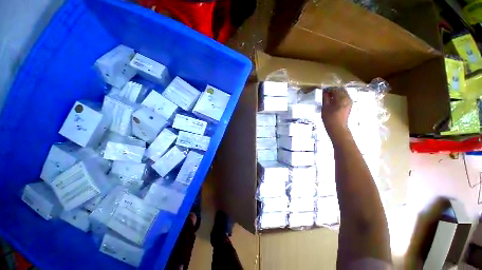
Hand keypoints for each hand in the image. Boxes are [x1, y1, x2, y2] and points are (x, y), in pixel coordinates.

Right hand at [321, 87, 352, 140]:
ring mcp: (349, 102)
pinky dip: (339, 97)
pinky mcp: (349, 105)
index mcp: (342, 98)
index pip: (335, 89)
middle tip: (326, 94)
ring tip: (329, 98)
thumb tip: (325, 91)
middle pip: (341, 90)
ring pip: (343, 93)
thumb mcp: (325, 107)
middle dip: (333, 90)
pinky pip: (344, 98)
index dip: (329, 89)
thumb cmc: (329, 118)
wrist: (337, 128)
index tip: (323, 91)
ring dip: (336, 94)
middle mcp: (347, 98)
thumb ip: (325, 98)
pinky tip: (333, 102)